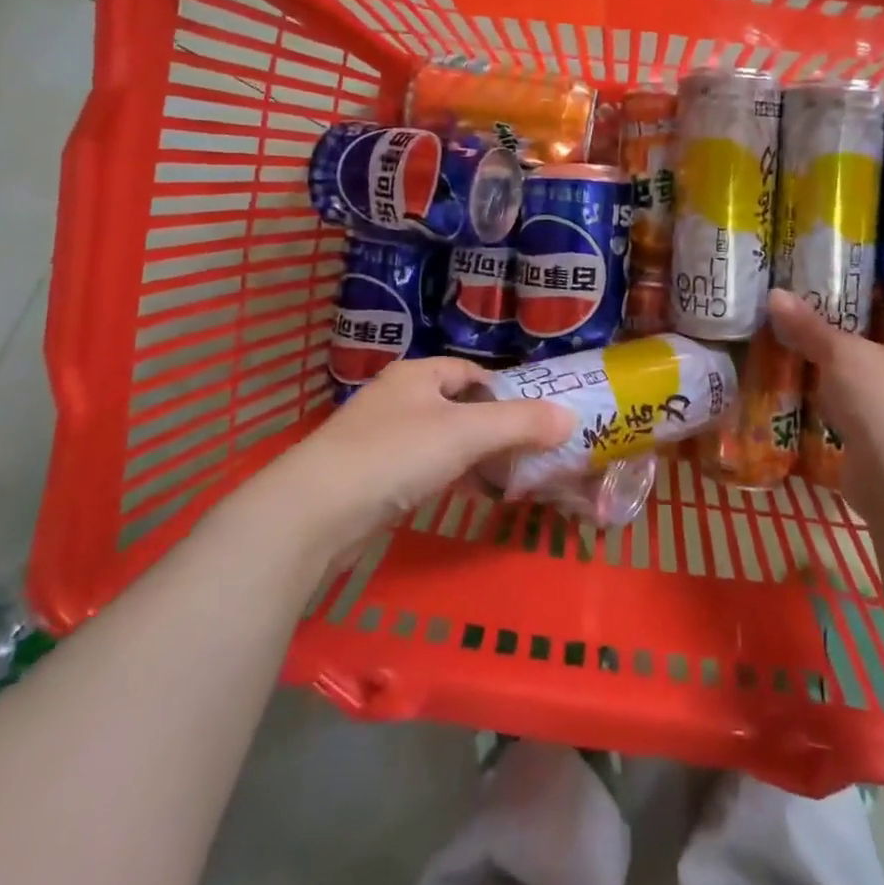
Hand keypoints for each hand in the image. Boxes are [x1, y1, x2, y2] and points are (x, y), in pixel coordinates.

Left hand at [262, 357, 573, 553]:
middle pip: (457, 406)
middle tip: (525, 454)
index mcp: (417, 374)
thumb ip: (520, 423)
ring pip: (438, 440)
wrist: (314, 512)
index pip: (470, 371)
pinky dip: (444, 477)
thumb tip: (569, 418)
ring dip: (470, 456)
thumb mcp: (466, 433)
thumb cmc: (395, 455)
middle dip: (491, 428)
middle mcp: (397, 398)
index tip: (532, 420)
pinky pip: (419, 469)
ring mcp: (378, 438)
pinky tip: (459, 496)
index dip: (503, 391)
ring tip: (501, 479)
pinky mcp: (367, 477)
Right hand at [767, 288, 883, 520]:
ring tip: (789, 360)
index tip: (809, 298)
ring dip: (831, 377)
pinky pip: (857, 413)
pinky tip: (802, 399)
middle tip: (792, 328)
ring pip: (861, 382)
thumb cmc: (881, 400)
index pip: (883, 311)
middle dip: (832, 341)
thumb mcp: (839, 353)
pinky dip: (833, 407)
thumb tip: (775, 294)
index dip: (847, 302)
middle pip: (870, 347)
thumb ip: (807, 325)